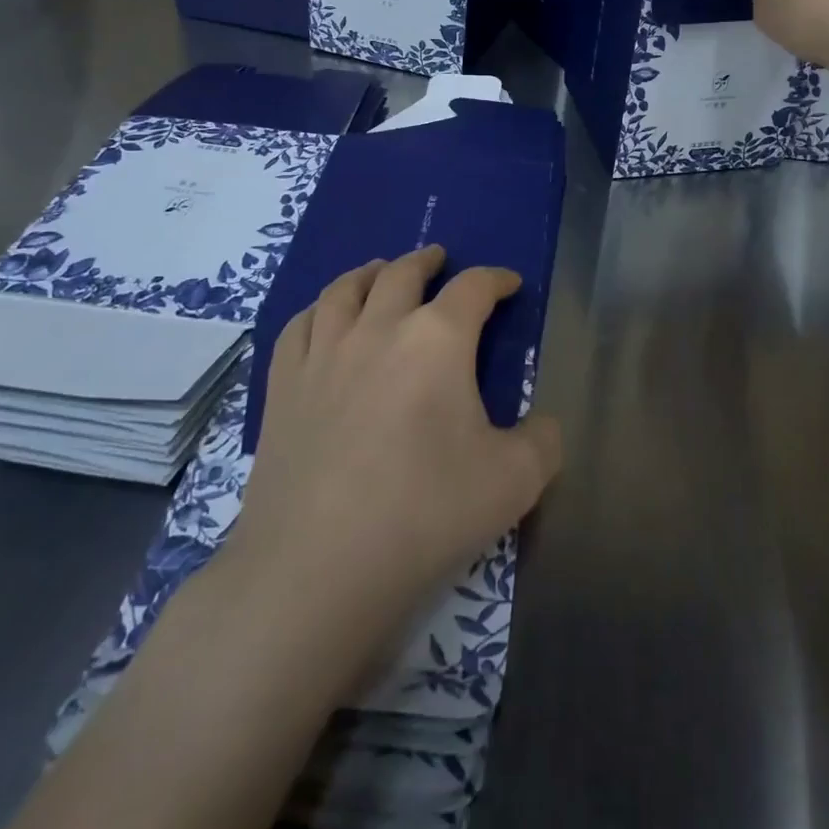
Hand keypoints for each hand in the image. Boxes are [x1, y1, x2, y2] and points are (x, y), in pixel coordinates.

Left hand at [224, 246, 562, 649]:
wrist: (317, 568)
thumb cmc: (425, 514)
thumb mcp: (514, 482)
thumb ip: (544, 442)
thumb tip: (545, 425)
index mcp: (438, 340)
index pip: (473, 287)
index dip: (496, 279)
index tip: (509, 284)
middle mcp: (379, 328)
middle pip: (403, 273)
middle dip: (427, 261)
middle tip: (439, 259)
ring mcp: (323, 354)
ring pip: (344, 289)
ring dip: (369, 271)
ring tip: (379, 270)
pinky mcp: (283, 387)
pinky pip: (298, 326)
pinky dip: (317, 310)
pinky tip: (322, 317)